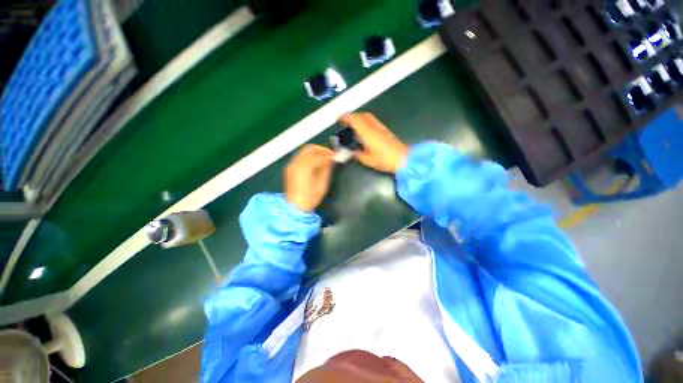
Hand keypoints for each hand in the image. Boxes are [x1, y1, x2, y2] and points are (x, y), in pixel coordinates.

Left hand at [285, 144, 334, 211]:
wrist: (295, 206)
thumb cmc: (311, 197)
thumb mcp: (322, 184)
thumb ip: (327, 168)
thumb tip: (331, 159)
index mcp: (305, 167)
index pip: (319, 154)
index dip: (328, 154)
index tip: (336, 156)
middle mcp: (296, 162)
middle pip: (310, 148)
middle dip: (321, 149)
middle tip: (330, 154)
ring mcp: (291, 164)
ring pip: (304, 151)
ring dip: (315, 152)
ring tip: (324, 158)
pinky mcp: (290, 167)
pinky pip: (300, 156)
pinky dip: (309, 156)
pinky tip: (315, 162)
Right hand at [339, 112, 408, 172]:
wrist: (402, 158)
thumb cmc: (384, 159)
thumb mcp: (368, 160)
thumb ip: (358, 154)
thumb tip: (353, 152)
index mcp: (368, 133)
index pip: (355, 120)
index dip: (346, 117)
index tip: (339, 118)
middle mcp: (374, 127)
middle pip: (362, 115)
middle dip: (352, 116)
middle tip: (345, 121)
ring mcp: (381, 128)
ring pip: (368, 117)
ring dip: (359, 118)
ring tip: (353, 125)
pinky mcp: (385, 130)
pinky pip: (373, 121)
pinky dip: (365, 121)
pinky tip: (364, 130)